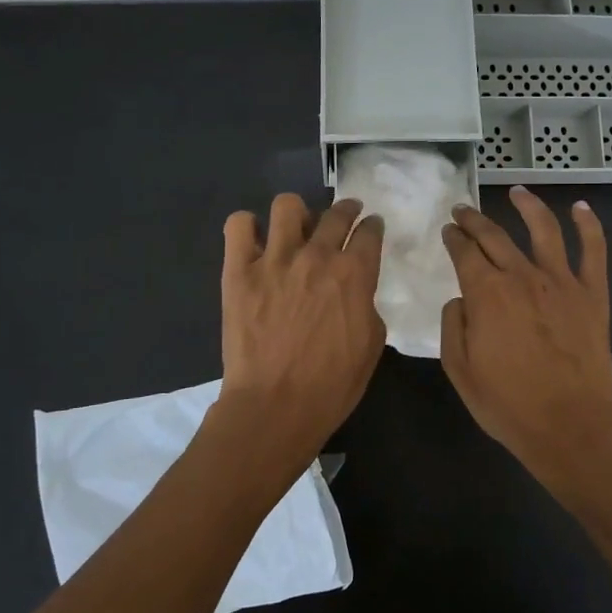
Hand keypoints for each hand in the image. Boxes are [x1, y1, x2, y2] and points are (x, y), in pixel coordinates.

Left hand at [218, 194, 385, 465]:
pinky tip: (255, 242)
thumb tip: (356, 291)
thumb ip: (366, 304)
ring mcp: (274, 259)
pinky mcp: (239, 271)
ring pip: (287, 206)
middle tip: (344, 218)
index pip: (370, 232)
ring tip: (296, 229)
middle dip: (345, 210)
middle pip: (335, 213)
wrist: (275, 406)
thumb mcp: (371, 344)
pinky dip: (247, 227)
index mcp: (354, 274)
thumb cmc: (332, 384)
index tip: (371, 227)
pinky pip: (238, 225)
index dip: (373, 226)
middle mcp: (316, 256)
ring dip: (297, 214)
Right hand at [439, 188, 611, 479]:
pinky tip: (581, 208)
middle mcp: (522, 276)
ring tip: (517, 191)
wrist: (569, 425)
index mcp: (486, 294)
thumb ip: (453, 326)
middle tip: (463, 210)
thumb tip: (460, 299)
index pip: (464, 252)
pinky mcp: (592, 294)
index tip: (448, 231)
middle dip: (475, 220)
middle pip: (495, 236)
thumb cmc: (508, 404)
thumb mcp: (460, 371)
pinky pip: (594, 251)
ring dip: (528, 206)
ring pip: (543, 230)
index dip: (453, 238)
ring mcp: (562, 282)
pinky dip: (589, 225)